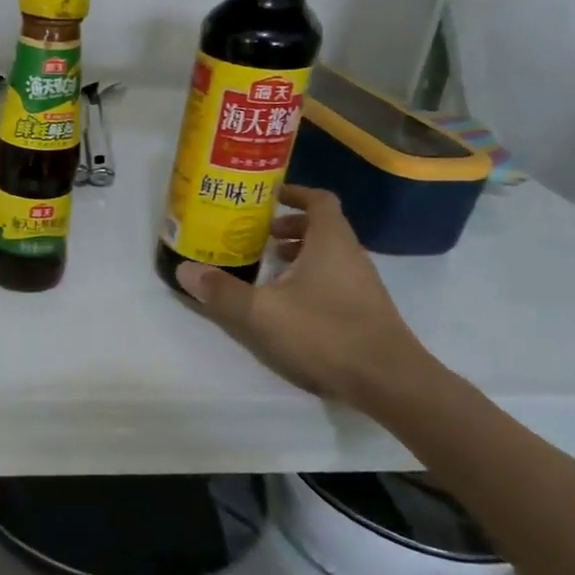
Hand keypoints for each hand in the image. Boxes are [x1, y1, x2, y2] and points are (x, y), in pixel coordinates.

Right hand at [175, 185, 432, 407]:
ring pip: (328, 254)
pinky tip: (286, 302)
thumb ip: (222, 291)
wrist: (389, 381)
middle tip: (257, 235)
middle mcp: (350, 255)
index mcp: (330, 242)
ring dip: (298, 253)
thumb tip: (185, 270)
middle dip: (289, 226)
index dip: (294, 193)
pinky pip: (333, 278)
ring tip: (266, 267)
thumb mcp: (262, 312)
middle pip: (322, 226)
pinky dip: (309, 277)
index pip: (319, 200)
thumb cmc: (325, 333)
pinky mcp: (364, 309)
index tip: (267, 197)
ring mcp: (361, 284)